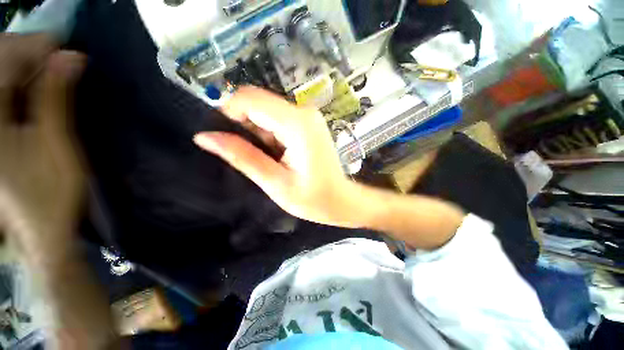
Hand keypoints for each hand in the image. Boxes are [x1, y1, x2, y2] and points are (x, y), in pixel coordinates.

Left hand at [0, 34, 85, 251]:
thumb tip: (71, 57)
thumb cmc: (52, 193)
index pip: (8, 60)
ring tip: (54, 71)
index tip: (69, 50)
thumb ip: (56, 99)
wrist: (40, 228)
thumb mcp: (57, 145)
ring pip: (2, 74)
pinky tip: (37, 86)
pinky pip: (3, 90)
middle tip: (64, 60)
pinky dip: (20, 81)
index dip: (38, 47)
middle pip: (0, 62)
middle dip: (31, 53)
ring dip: (27, 66)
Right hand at [194, 86, 361, 226]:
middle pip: (258, 102)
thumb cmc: (312, 199)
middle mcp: (304, 112)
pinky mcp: (308, 123)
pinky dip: (269, 133)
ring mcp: (308, 116)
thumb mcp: (274, 182)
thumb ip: (242, 156)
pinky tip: (277, 154)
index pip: (250, 98)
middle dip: (244, 125)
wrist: (340, 200)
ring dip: (257, 132)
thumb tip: (204, 137)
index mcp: (297, 124)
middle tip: (248, 155)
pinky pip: (278, 119)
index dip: (228, 113)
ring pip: (267, 111)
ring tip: (268, 159)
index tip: (224, 138)